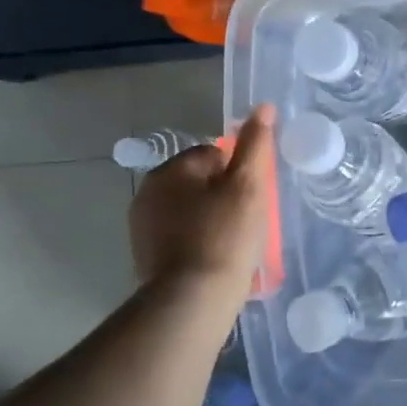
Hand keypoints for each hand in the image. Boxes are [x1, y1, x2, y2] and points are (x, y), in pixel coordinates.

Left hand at [128, 104, 275, 285]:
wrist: (192, 298)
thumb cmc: (225, 235)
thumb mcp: (250, 185)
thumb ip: (256, 144)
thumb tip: (263, 107)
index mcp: (171, 169)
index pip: (214, 153)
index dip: (239, 173)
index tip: (252, 197)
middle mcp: (149, 191)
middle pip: (200, 181)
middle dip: (224, 195)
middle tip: (247, 220)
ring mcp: (143, 225)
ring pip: (190, 209)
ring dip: (211, 217)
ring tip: (234, 241)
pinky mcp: (145, 254)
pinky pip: (180, 235)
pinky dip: (198, 240)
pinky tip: (215, 257)